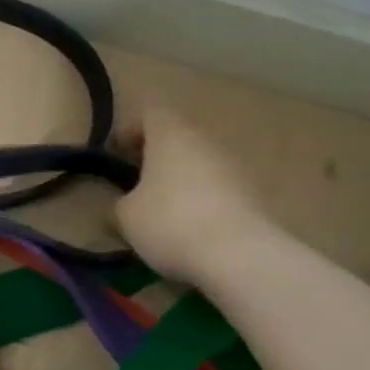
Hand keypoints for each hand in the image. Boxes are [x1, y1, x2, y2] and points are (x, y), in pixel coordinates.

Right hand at [113, 107, 272, 284]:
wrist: (240, 256)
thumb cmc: (170, 222)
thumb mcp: (125, 215)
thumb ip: (121, 201)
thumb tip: (128, 202)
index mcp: (171, 135)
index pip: (150, 114)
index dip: (130, 130)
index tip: (116, 154)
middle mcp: (205, 142)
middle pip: (177, 137)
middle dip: (155, 156)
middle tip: (136, 182)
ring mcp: (234, 167)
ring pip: (199, 162)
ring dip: (179, 178)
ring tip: (161, 209)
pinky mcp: (253, 194)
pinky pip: (217, 188)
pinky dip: (201, 199)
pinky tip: (189, 228)